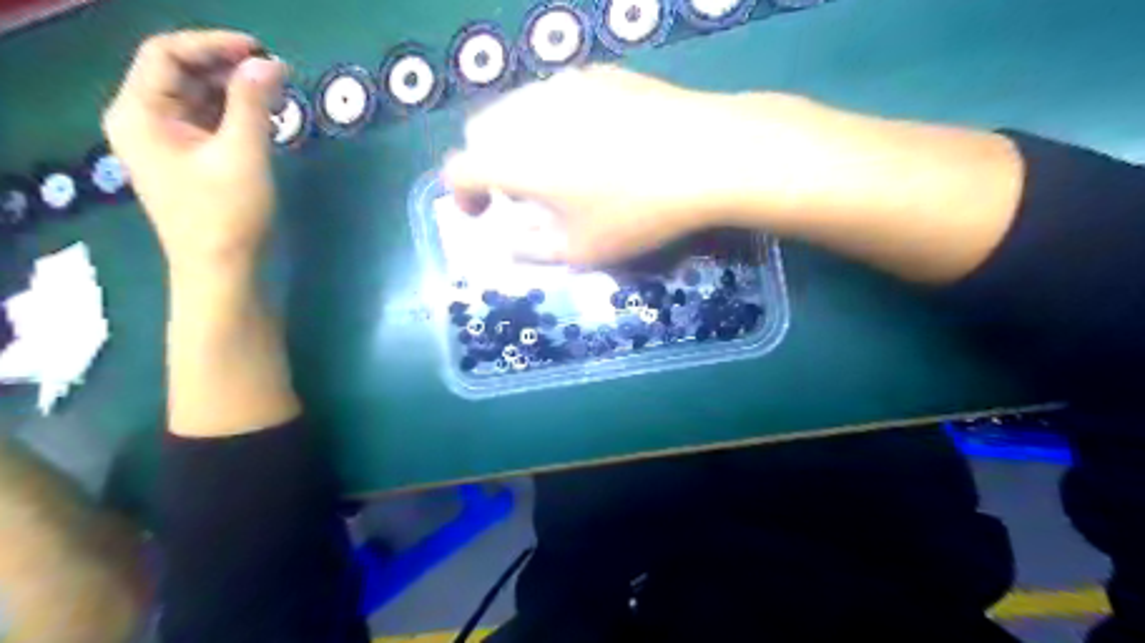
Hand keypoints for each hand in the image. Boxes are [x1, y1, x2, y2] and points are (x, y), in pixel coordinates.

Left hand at [104, 31, 286, 270]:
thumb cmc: (227, 213)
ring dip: (234, 90)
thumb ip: (253, 103)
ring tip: (275, 93)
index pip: (166, 54)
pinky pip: (207, 122)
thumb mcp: (243, 154)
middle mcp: (143, 120)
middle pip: (180, 73)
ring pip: (197, 98)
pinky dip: (234, 114)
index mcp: (140, 113)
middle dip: (226, 67)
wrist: (222, 269)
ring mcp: (165, 142)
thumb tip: (271, 64)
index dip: (213, 44)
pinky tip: (263, 117)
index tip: (261, 51)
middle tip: (275, 73)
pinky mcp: (188, 160)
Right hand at [441, 64, 807, 265]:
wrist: (706, 154)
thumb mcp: (580, 250)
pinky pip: (558, 95)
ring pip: (519, 108)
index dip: (461, 196)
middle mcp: (527, 111)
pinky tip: (594, 142)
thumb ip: (531, 248)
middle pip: (482, 132)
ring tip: (557, 169)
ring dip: (519, 140)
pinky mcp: (600, 74)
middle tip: (520, 194)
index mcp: (511, 157)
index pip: (459, 169)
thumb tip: (508, 242)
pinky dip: (555, 120)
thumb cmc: (635, 212)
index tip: (481, 214)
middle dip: (488, 165)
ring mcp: (565, 85)